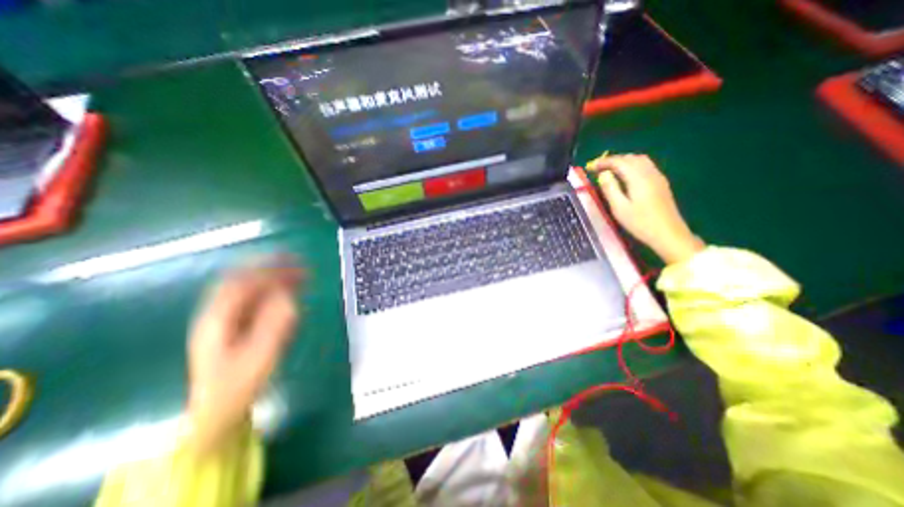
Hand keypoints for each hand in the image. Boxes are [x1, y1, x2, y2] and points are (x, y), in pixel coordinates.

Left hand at [184, 259, 300, 453]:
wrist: (218, 409)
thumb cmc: (240, 384)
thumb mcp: (261, 355)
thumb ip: (275, 324)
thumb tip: (288, 296)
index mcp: (218, 320)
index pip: (242, 283)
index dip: (269, 269)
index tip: (295, 263)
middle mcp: (217, 313)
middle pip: (241, 279)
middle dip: (269, 267)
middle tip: (297, 261)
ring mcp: (223, 319)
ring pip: (246, 287)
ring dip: (270, 275)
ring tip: (297, 272)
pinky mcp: (233, 325)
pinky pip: (250, 298)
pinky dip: (269, 288)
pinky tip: (285, 289)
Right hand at [588, 153, 705, 265]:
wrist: (668, 234)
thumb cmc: (640, 223)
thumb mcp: (619, 208)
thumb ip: (610, 189)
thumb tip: (603, 174)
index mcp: (638, 178)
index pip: (619, 162)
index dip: (603, 162)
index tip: (590, 167)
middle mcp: (649, 173)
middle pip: (630, 158)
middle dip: (612, 160)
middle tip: (597, 168)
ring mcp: (657, 177)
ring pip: (639, 160)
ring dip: (623, 161)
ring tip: (609, 170)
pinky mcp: (661, 183)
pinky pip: (645, 166)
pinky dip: (632, 165)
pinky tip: (625, 175)